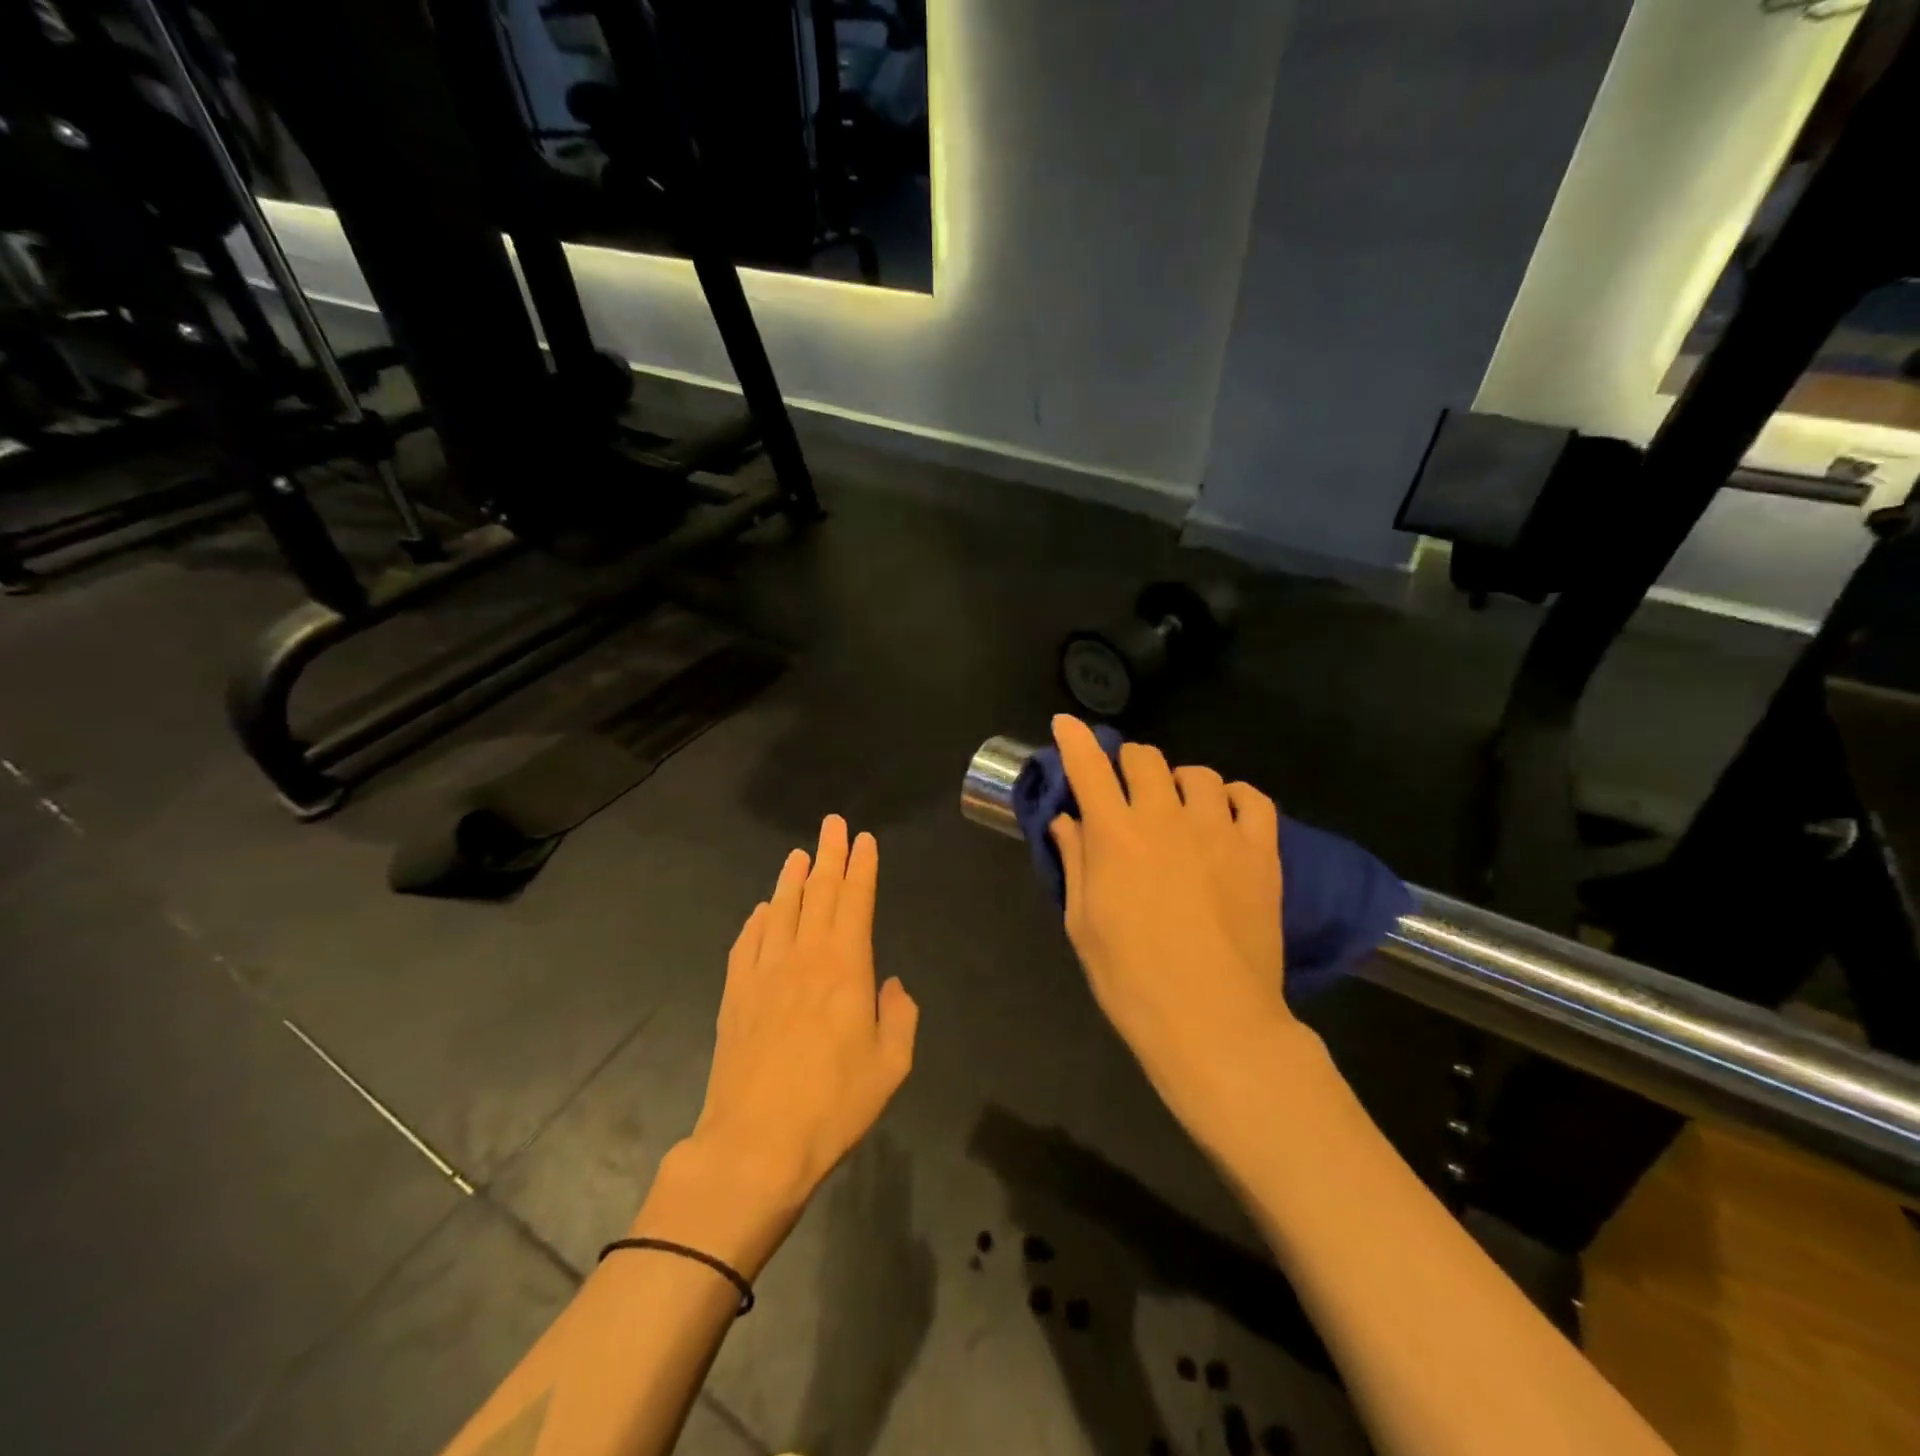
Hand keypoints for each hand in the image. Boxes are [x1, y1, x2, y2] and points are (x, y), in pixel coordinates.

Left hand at [651, 816, 916, 1271]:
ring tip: (798, 854)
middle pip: (819, 893)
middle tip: (832, 824)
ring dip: (792, 879)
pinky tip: (761, 910)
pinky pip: (746, 943)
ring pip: (780, 910)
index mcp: (845, 966)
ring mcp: (763, 973)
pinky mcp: (734, 995)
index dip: (861, 866)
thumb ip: (900, 1016)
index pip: (855, 900)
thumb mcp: (892, 1066)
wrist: (755, 1144)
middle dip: (830, 855)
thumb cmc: (833, 1105)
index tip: (864, 839)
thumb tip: (891, 984)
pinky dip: (756, 920)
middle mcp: (803, 956)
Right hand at [1048, 716, 1305, 1150]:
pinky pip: (1252, 799)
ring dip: (1179, 782)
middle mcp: (1164, 818)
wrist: (1213, 1021)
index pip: (1089, 767)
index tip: (1065, 724)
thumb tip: (1068, 821)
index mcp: (1115, 835)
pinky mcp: (1261, 851)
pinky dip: (1234, 798)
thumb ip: (1076, 862)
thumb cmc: (1132, 980)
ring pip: (1198, 774)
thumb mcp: (1084, 924)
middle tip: (1126, 789)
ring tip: (1178, 809)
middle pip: (1145, 758)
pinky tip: (1225, 817)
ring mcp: (1217, 830)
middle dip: (1127, 763)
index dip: (1074, 739)